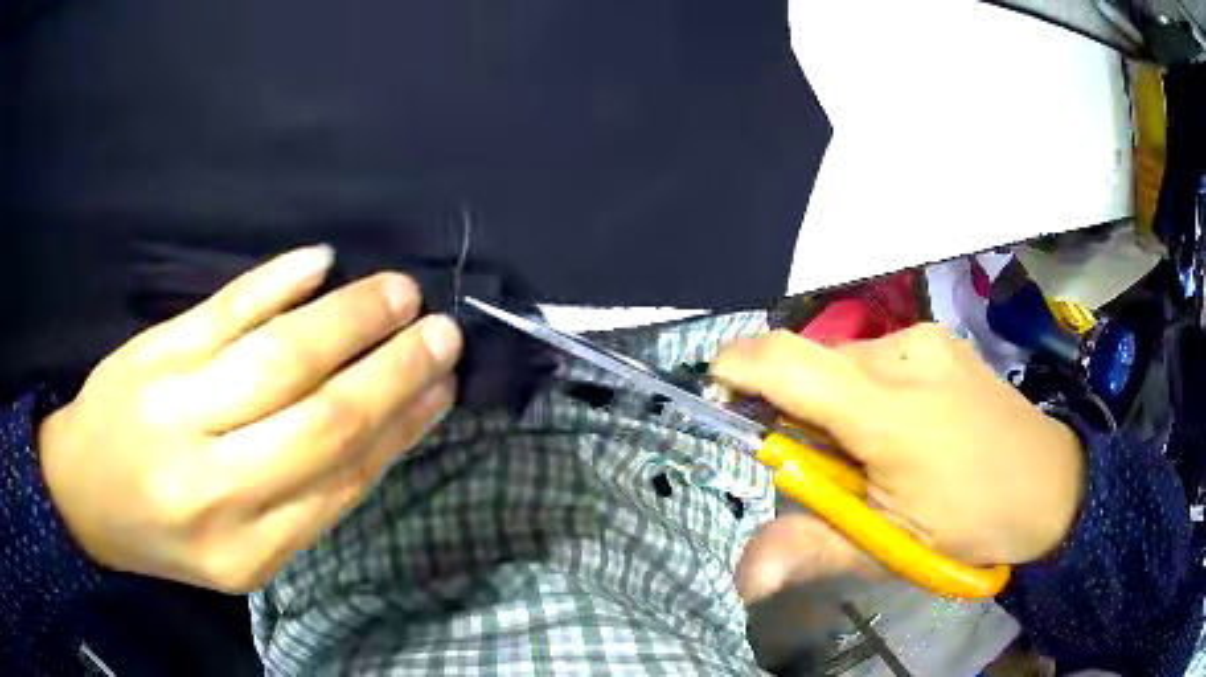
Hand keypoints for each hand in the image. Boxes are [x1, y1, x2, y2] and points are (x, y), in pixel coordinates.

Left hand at [38, 246, 462, 591]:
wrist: (85, 493)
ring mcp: (176, 409)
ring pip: (278, 357)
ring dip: (347, 318)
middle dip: (392, 372)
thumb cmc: (167, 530)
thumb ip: (306, 498)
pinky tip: (318, 261)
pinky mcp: (154, 353)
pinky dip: (275, 281)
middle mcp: (214, 486)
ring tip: (397, 292)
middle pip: (320, 419)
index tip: (443, 390)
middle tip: (441, 333)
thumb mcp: (241, 548)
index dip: (401, 428)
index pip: (341, 479)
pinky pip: (224, 309)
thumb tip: (385, 428)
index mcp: (247, 549)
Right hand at [711, 325, 1082, 601]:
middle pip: (810, 366)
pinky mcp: (938, 337)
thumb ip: (814, 549)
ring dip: (832, 403)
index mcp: (889, 412)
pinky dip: (862, 390)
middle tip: (824, 469)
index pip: (787, 363)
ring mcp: (925, 338)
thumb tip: (743, 577)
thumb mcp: (892, 547)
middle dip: (794, 412)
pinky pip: (873, 357)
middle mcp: (903, 354)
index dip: (735, 367)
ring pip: (841, 361)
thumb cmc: (973, 521)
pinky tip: (899, 427)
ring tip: (869, 452)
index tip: (716, 396)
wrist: (1050, 483)